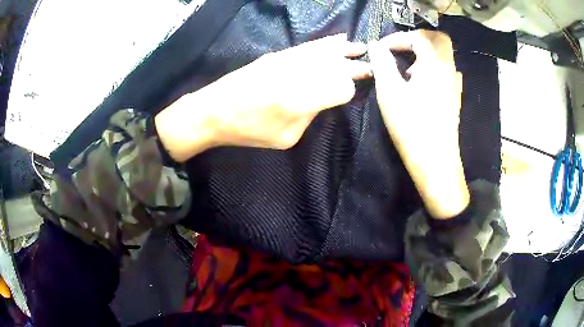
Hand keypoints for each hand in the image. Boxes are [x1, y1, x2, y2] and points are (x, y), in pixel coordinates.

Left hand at [155, 34, 370, 161]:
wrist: (214, 110)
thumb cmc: (249, 130)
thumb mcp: (286, 137)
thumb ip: (310, 116)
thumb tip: (322, 99)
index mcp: (303, 100)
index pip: (341, 88)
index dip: (349, 90)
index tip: (352, 93)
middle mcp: (300, 75)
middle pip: (337, 65)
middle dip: (355, 66)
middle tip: (371, 66)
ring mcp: (288, 60)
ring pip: (325, 51)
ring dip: (345, 49)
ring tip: (361, 47)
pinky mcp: (279, 55)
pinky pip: (308, 46)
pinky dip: (326, 42)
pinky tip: (337, 39)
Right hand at [368, 30, 468, 218]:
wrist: (435, 161)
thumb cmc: (412, 126)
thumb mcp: (390, 92)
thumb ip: (382, 62)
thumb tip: (376, 45)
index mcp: (434, 63)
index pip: (419, 36)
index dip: (398, 38)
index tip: (381, 49)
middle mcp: (448, 69)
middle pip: (438, 39)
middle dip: (417, 39)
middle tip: (399, 49)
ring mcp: (454, 84)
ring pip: (443, 55)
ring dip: (424, 53)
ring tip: (406, 68)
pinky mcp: (454, 97)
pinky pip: (446, 71)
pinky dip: (432, 67)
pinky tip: (420, 83)